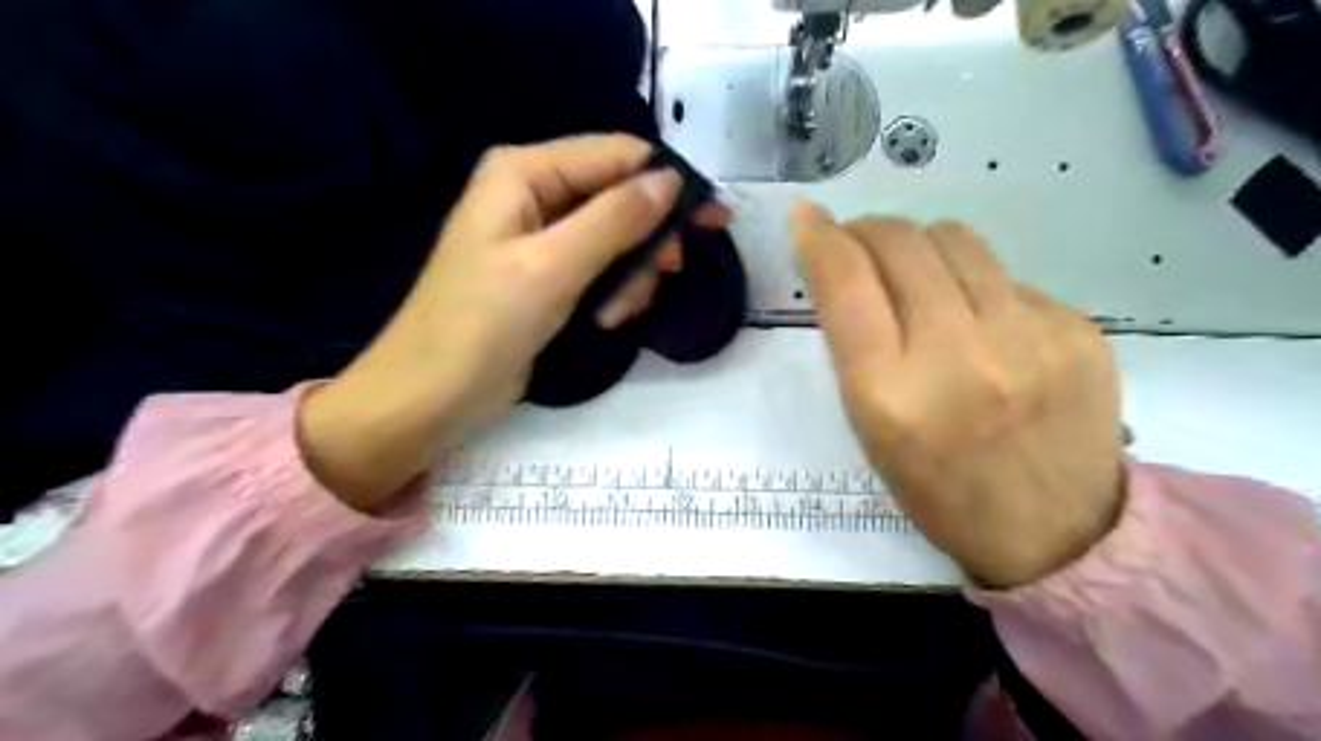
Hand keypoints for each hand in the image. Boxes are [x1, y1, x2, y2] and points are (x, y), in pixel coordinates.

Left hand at [296, 135, 733, 511]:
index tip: (713, 223)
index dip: (668, 184)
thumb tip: (671, 180)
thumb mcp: (551, 267)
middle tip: (666, 276)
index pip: (617, 155)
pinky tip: (605, 319)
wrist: (431, 397)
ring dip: (630, 276)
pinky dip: (613, 292)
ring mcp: (542, 237)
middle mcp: (535, 193)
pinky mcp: (549, 275)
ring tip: (616, 313)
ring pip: (618, 238)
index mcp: (525, 172)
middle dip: (646, 241)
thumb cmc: (481, 326)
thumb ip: (614, 220)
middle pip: (621, 197)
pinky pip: (601, 268)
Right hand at [795, 201, 1124, 587]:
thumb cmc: (939, 490)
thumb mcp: (870, 429)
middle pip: (901, 243)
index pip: (844, 283)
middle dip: (869, 230)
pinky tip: (987, 326)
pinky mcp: (1078, 331)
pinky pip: (1008, 277)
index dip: (819, 237)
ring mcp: (1028, 339)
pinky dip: (979, 287)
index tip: (809, 216)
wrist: (1056, 536)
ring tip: (922, 274)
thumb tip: (846, 269)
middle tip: (862, 244)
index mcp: (889, 395)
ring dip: (922, 244)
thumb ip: (856, 346)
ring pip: (957, 240)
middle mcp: (957, 357)